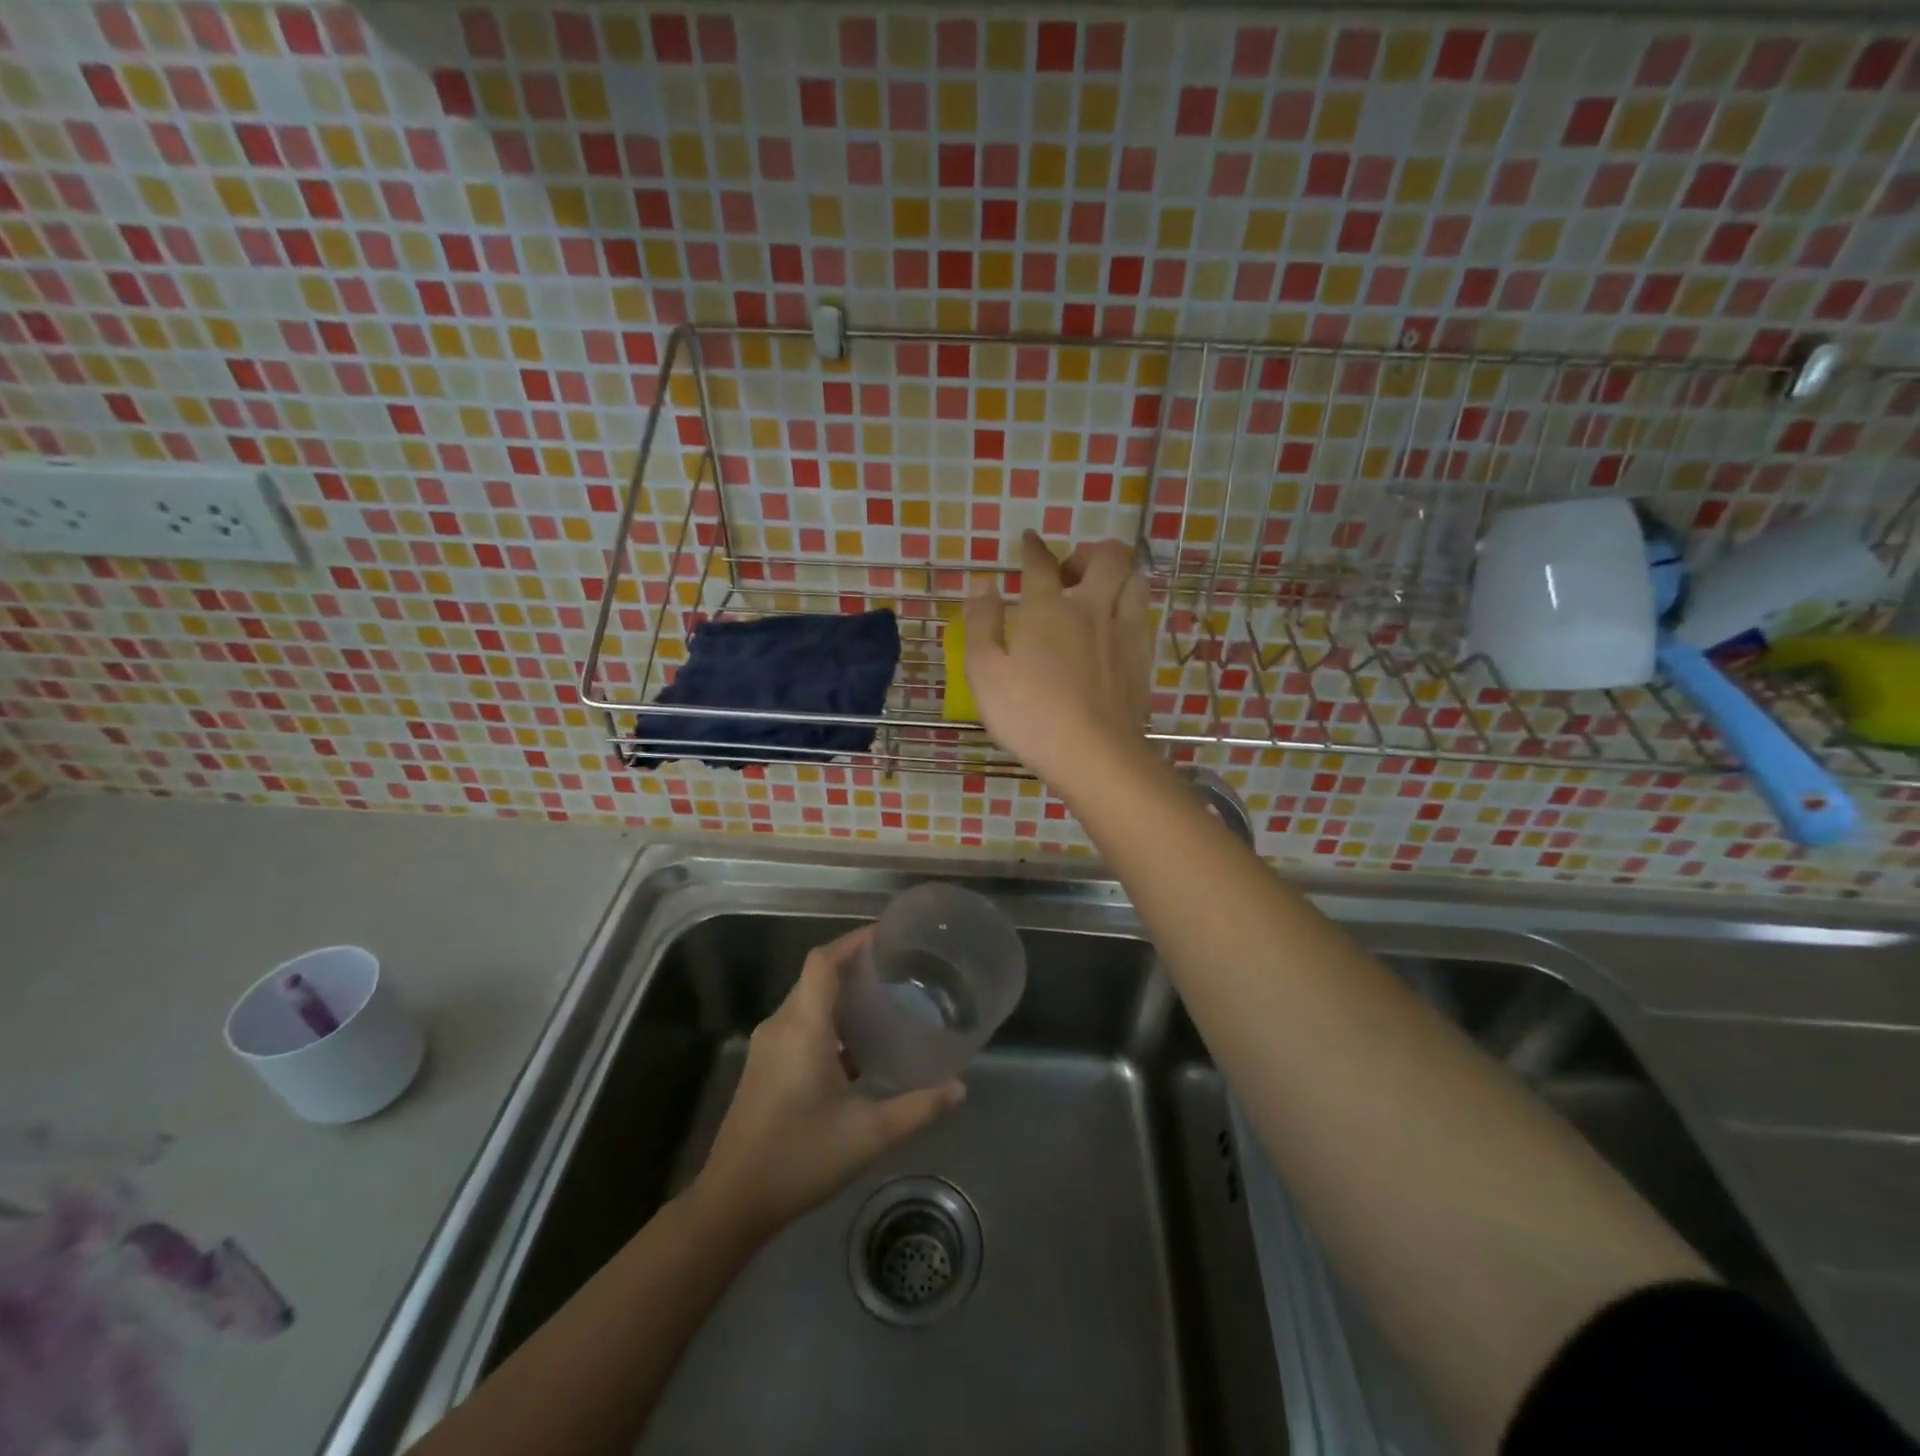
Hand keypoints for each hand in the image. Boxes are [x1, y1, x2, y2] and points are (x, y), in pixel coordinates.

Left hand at [691, 926, 963, 1239]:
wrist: (732, 1202)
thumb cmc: (799, 1158)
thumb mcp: (868, 1135)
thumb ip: (917, 1108)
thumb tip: (959, 1087)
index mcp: (803, 1027)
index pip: (823, 961)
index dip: (853, 940)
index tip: (889, 936)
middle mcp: (781, 1025)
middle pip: (816, 974)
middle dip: (855, 963)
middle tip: (899, 967)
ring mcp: (768, 1046)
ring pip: (807, 999)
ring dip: (841, 991)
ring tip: (884, 997)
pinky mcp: (765, 1065)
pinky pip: (800, 1021)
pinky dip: (829, 1017)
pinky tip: (857, 1043)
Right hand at [962, 532, 1152, 785]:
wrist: (1094, 754)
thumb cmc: (1030, 715)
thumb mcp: (985, 672)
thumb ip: (981, 623)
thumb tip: (984, 584)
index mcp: (1048, 609)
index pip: (1040, 563)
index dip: (1033, 548)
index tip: (1029, 540)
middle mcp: (1091, 610)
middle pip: (1107, 557)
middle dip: (1089, 553)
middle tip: (1070, 572)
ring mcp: (1123, 633)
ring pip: (1135, 580)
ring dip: (1117, 576)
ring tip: (1099, 594)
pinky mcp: (1142, 659)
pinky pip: (1143, 615)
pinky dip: (1129, 608)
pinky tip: (1116, 628)